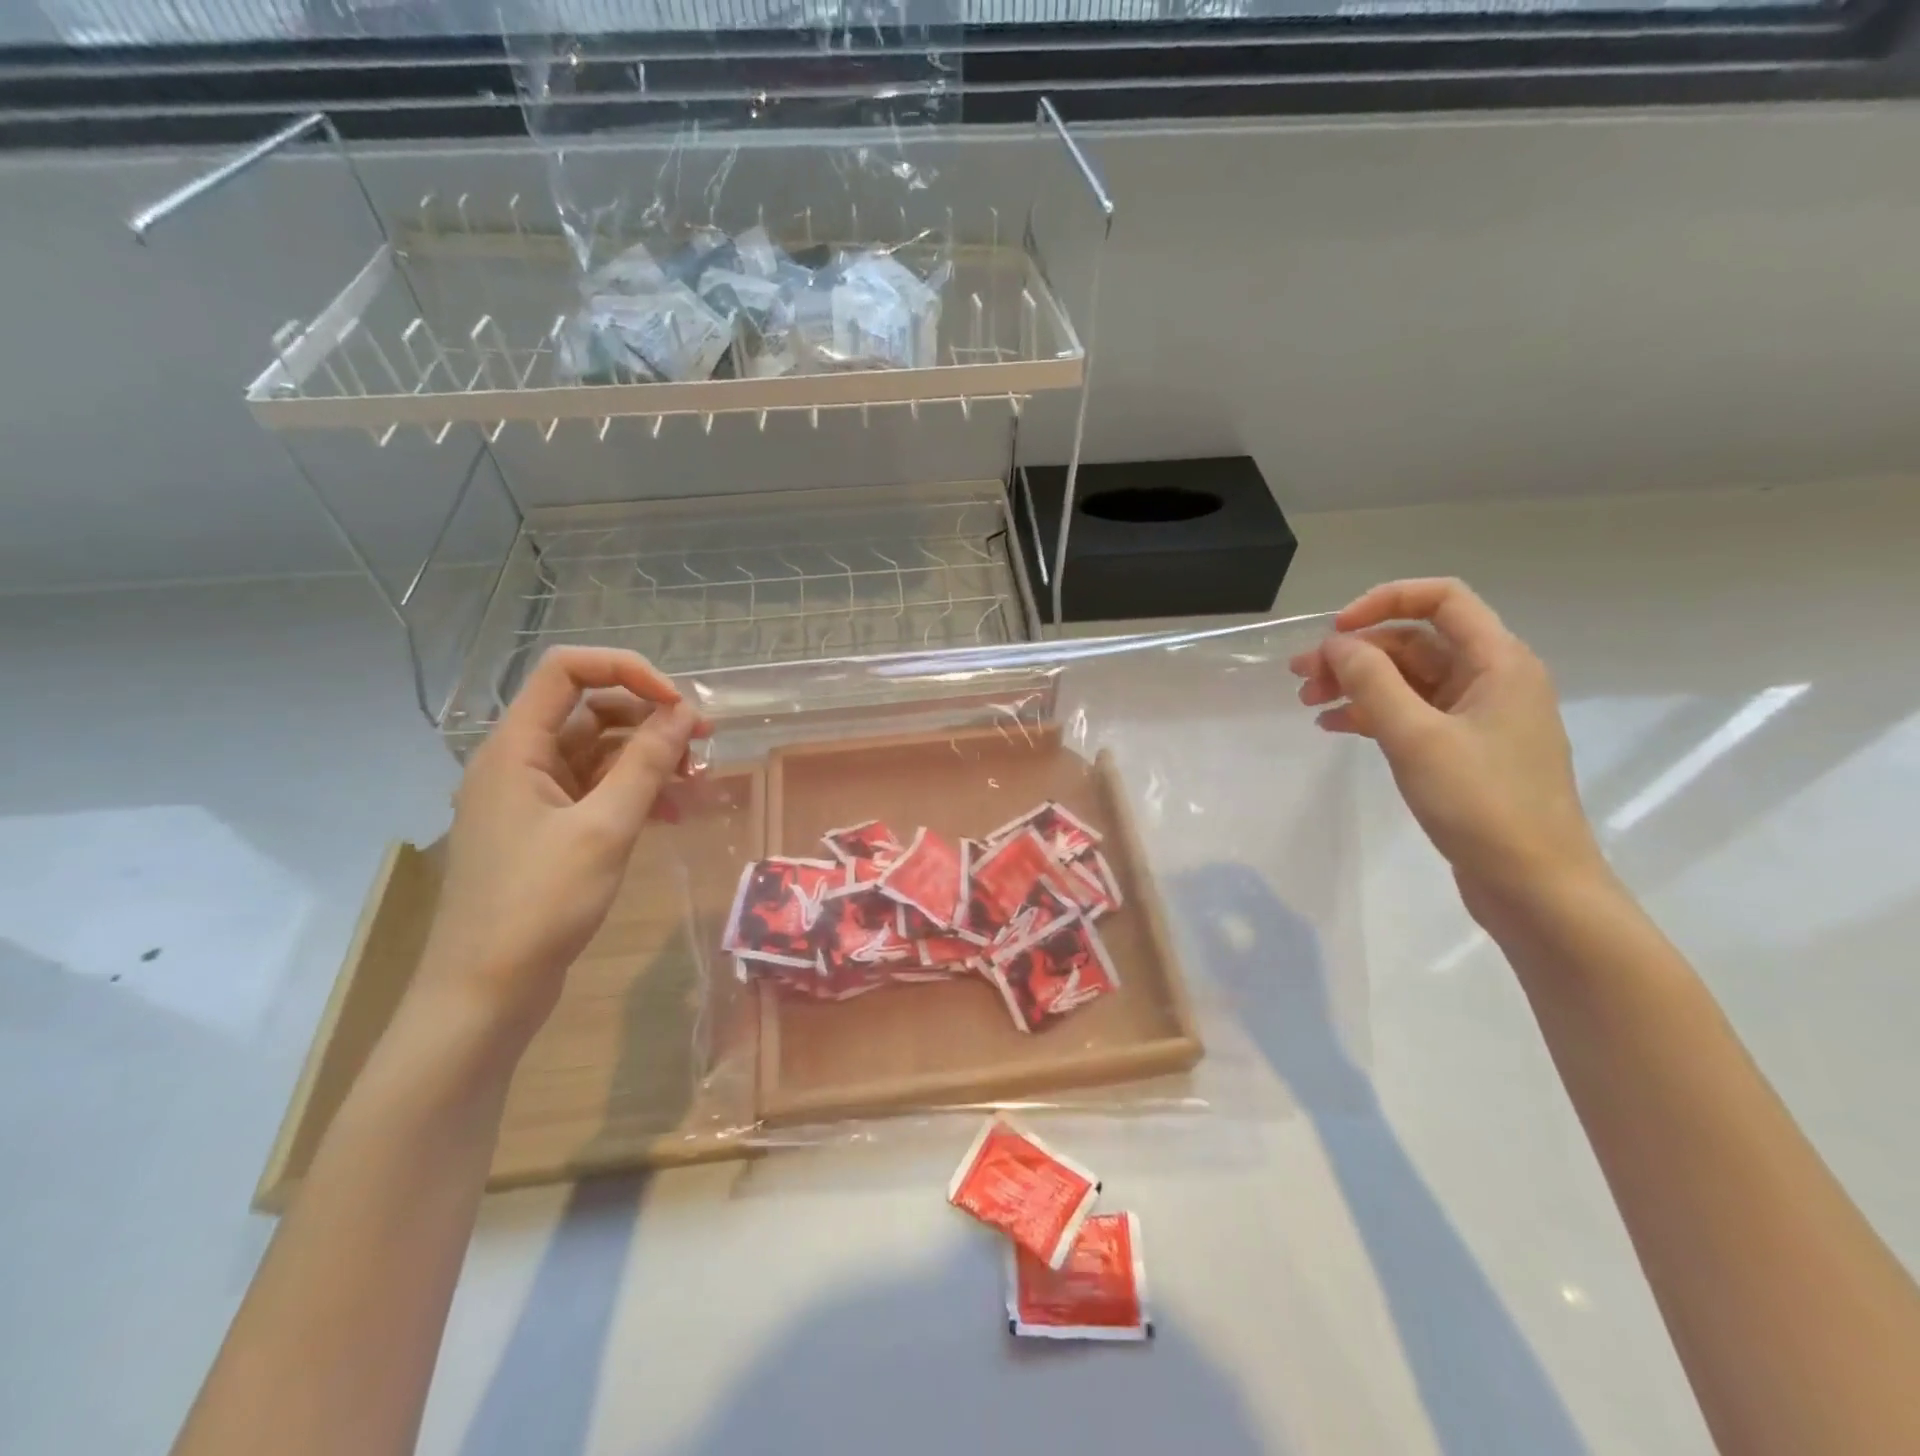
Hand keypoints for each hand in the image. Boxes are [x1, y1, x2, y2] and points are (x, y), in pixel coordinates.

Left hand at [415, 646, 707, 1040]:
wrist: (485, 993)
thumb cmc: (538, 904)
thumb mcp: (604, 828)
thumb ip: (647, 764)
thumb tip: (685, 712)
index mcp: (516, 747)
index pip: (567, 670)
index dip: (627, 671)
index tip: (679, 705)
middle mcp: (519, 762)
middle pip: (590, 711)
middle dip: (649, 719)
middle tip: (704, 743)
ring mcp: (531, 798)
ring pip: (598, 754)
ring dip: (647, 759)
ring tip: (695, 782)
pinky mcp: (546, 832)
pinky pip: (596, 792)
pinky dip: (634, 792)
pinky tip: (671, 813)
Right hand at [1289, 578, 1607, 917]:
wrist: (1535, 886)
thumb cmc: (1482, 804)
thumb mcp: (1417, 737)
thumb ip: (1372, 682)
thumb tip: (1337, 644)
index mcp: (1498, 662)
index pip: (1442, 599)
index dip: (1383, 602)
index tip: (1334, 633)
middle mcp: (1491, 679)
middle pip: (1414, 642)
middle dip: (1355, 654)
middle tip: (1301, 678)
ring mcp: (1478, 717)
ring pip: (1407, 680)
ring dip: (1357, 684)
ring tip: (1309, 704)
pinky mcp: (1464, 751)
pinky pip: (1411, 714)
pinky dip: (1371, 714)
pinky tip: (1335, 727)